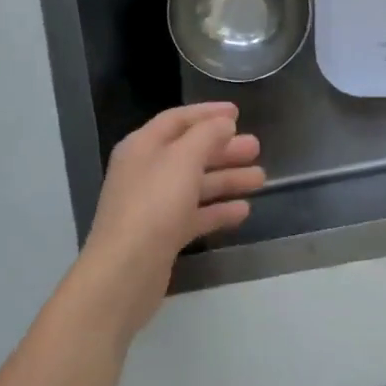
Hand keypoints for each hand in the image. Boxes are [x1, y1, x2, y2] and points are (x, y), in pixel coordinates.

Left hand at [70, 103, 263, 339]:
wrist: (125, 273)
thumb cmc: (154, 205)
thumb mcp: (183, 159)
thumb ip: (206, 135)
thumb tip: (223, 123)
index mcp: (142, 147)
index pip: (177, 120)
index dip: (207, 113)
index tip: (238, 112)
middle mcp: (146, 172)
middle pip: (190, 152)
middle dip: (224, 149)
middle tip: (256, 147)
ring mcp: (153, 205)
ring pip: (196, 184)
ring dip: (227, 179)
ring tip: (260, 179)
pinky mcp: (163, 235)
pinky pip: (195, 214)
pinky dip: (218, 210)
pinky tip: (244, 211)